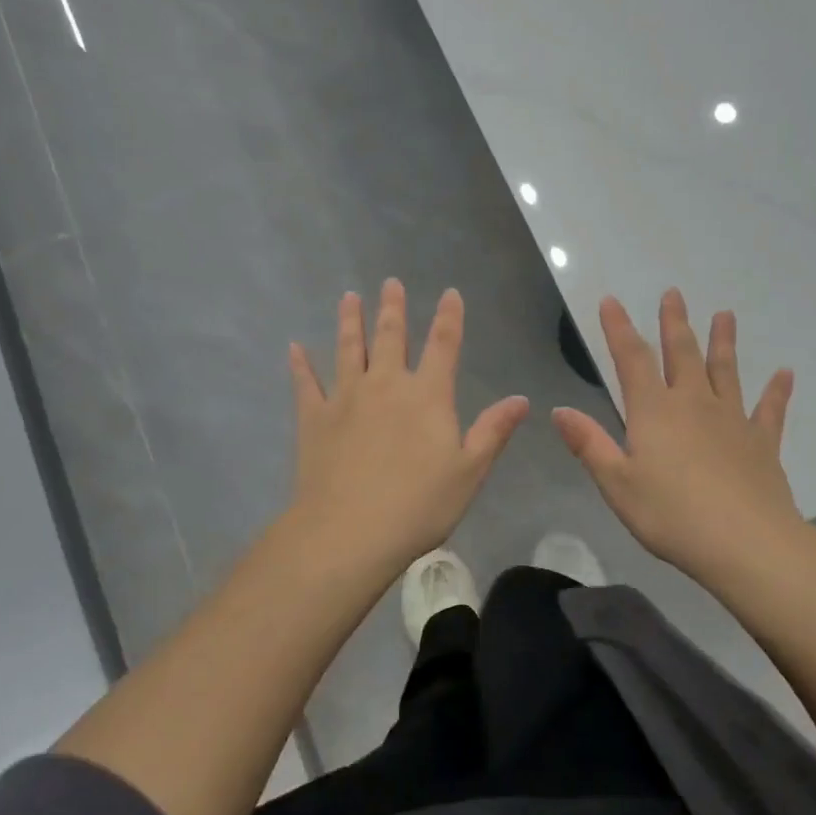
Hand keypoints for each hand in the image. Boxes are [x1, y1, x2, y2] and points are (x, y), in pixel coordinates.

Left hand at [287, 280, 528, 586]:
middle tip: (389, 282)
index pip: (443, 346)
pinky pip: (306, 383)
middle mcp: (386, 385)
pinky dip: (300, 365)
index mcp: (427, 396)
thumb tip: (521, 399)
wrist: (350, 532)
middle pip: (391, 337)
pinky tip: (294, 348)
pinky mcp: (314, 418)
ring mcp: (346, 398)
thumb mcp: (469, 471)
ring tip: (349, 297)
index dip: (449, 317)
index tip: (450, 293)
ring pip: (348, 349)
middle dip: (393, 308)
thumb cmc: (419, 505)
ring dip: (350, 321)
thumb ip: (493, 431)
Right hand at [553, 290, 803, 586]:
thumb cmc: (671, 515)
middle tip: (674, 293)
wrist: (746, 544)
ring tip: (725, 315)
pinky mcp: (761, 443)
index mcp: (653, 412)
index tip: (611, 300)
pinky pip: (770, 410)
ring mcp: (732, 420)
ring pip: (725, 371)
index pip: (631, 359)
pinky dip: (777, 391)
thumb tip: (559, 410)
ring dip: (723, 342)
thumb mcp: (617, 484)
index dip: (619, 328)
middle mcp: (693, 404)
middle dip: (674, 323)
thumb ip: (589, 444)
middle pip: (681, 354)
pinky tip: (785, 374)